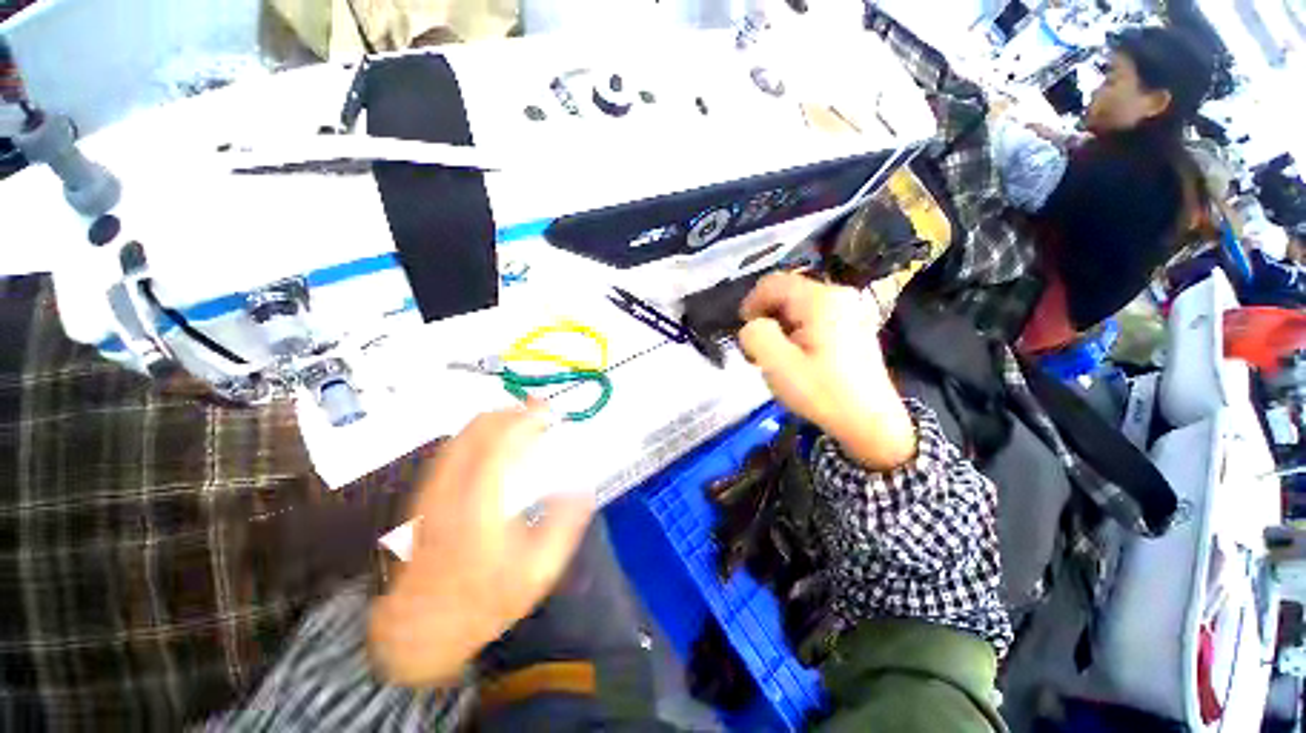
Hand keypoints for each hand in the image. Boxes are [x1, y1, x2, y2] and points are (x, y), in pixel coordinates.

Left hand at [368, 402, 594, 685]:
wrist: (420, 626)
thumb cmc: (484, 600)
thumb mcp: (538, 571)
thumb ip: (564, 524)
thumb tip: (581, 486)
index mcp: (481, 503)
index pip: (502, 441)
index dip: (527, 418)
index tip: (550, 412)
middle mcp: (452, 486)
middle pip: (479, 428)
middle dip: (513, 411)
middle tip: (539, 412)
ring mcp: (433, 488)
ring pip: (464, 433)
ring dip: (496, 419)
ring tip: (522, 421)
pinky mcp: (425, 494)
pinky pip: (453, 447)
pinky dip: (479, 434)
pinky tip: (495, 443)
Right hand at [738, 273, 915, 470]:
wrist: (871, 424)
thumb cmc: (823, 393)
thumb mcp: (777, 366)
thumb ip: (755, 336)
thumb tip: (753, 325)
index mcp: (821, 300)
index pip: (773, 283)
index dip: (751, 303)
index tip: (744, 332)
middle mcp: (839, 295)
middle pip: (787, 293)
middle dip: (767, 318)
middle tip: (760, 350)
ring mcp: (850, 309)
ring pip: (799, 307)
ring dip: (781, 327)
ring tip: (778, 357)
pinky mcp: (853, 325)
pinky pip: (813, 317)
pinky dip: (797, 331)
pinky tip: (799, 357)